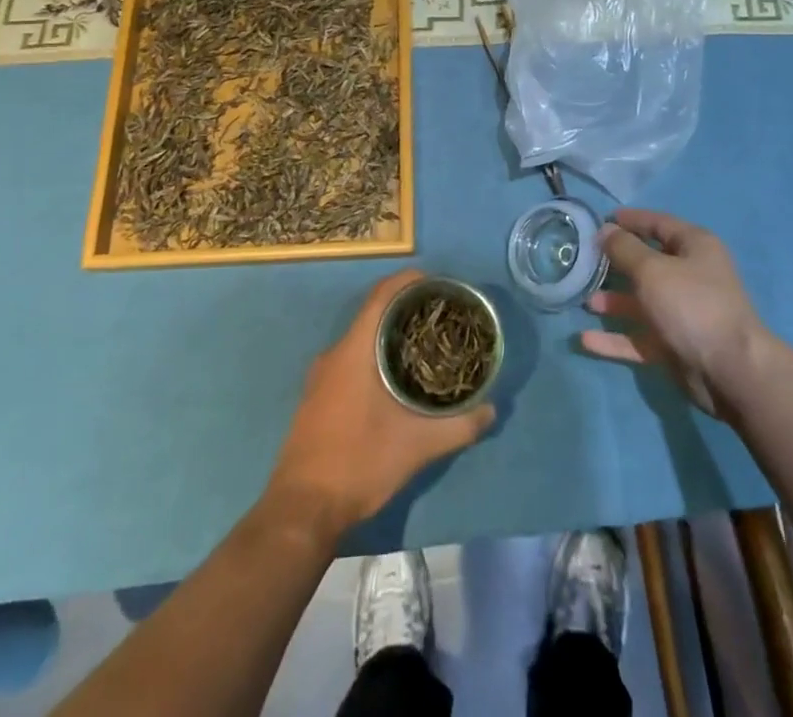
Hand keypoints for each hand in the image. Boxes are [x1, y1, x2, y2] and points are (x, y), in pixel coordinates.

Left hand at [266, 270, 495, 534]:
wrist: (301, 511)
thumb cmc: (358, 463)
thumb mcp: (416, 446)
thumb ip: (458, 426)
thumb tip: (491, 409)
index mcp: (354, 350)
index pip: (381, 295)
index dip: (408, 281)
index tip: (437, 282)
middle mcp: (334, 354)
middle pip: (372, 314)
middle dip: (406, 309)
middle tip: (440, 316)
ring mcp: (321, 376)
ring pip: (361, 339)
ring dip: (390, 335)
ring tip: (425, 345)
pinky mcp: (317, 397)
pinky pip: (350, 359)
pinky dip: (374, 355)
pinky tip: (396, 379)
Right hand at [581, 209, 769, 418]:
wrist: (731, 371)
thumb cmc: (691, 305)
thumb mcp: (652, 270)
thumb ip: (624, 249)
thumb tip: (605, 230)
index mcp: (694, 247)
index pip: (658, 224)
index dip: (630, 220)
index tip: (601, 220)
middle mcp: (690, 276)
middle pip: (647, 263)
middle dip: (616, 263)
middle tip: (584, 261)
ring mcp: (683, 313)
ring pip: (642, 302)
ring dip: (613, 302)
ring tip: (584, 301)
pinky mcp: (676, 345)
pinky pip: (640, 337)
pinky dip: (616, 339)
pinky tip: (586, 340)